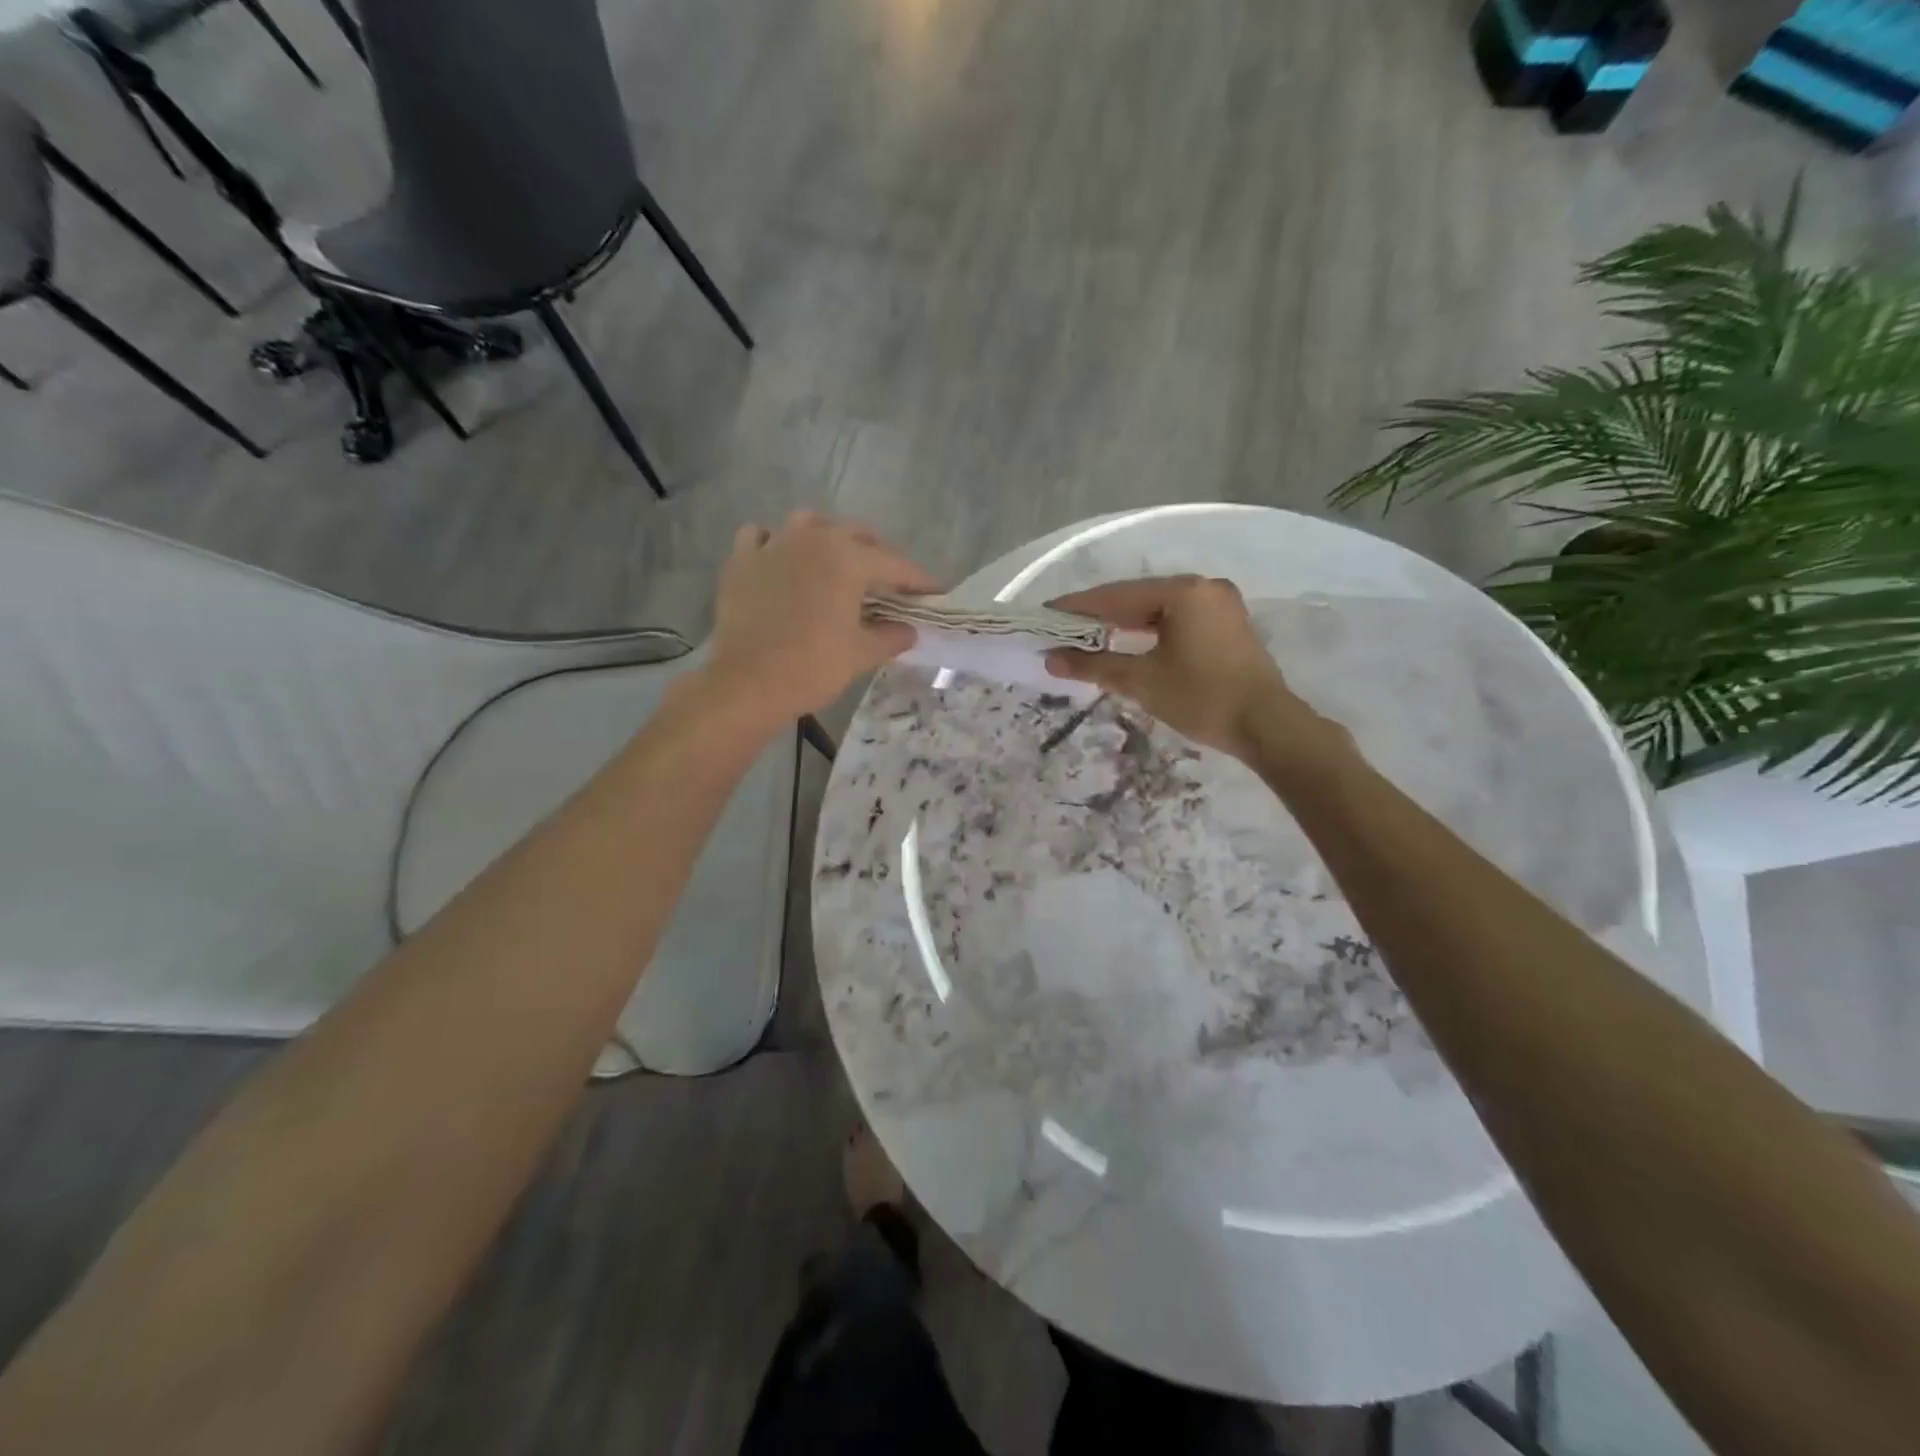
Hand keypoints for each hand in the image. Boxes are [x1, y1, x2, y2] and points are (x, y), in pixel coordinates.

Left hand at [708, 511, 937, 717]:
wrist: (748, 684)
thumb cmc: (813, 667)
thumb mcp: (862, 654)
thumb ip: (891, 636)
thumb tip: (909, 631)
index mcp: (848, 559)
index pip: (895, 564)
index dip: (919, 580)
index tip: (934, 593)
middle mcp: (813, 539)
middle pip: (855, 534)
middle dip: (877, 554)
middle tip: (888, 582)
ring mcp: (773, 545)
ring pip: (808, 524)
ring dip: (828, 537)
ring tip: (834, 561)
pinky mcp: (742, 561)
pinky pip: (761, 537)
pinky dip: (775, 544)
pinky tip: (781, 562)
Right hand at [1044, 575, 1322, 759]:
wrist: (1266, 726)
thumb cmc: (1202, 698)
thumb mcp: (1142, 682)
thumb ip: (1095, 665)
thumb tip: (1052, 659)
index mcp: (1184, 592)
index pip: (1116, 595)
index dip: (1077, 607)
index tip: (1045, 613)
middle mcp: (1203, 587)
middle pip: (1136, 597)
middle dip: (1098, 614)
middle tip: (1061, 627)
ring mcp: (1219, 604)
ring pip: (1156, 608)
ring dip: (1122, 623)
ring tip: (1086, 635)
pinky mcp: (1226, 624)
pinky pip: (1175, 618)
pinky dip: (1148, 630)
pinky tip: (1126, 640)